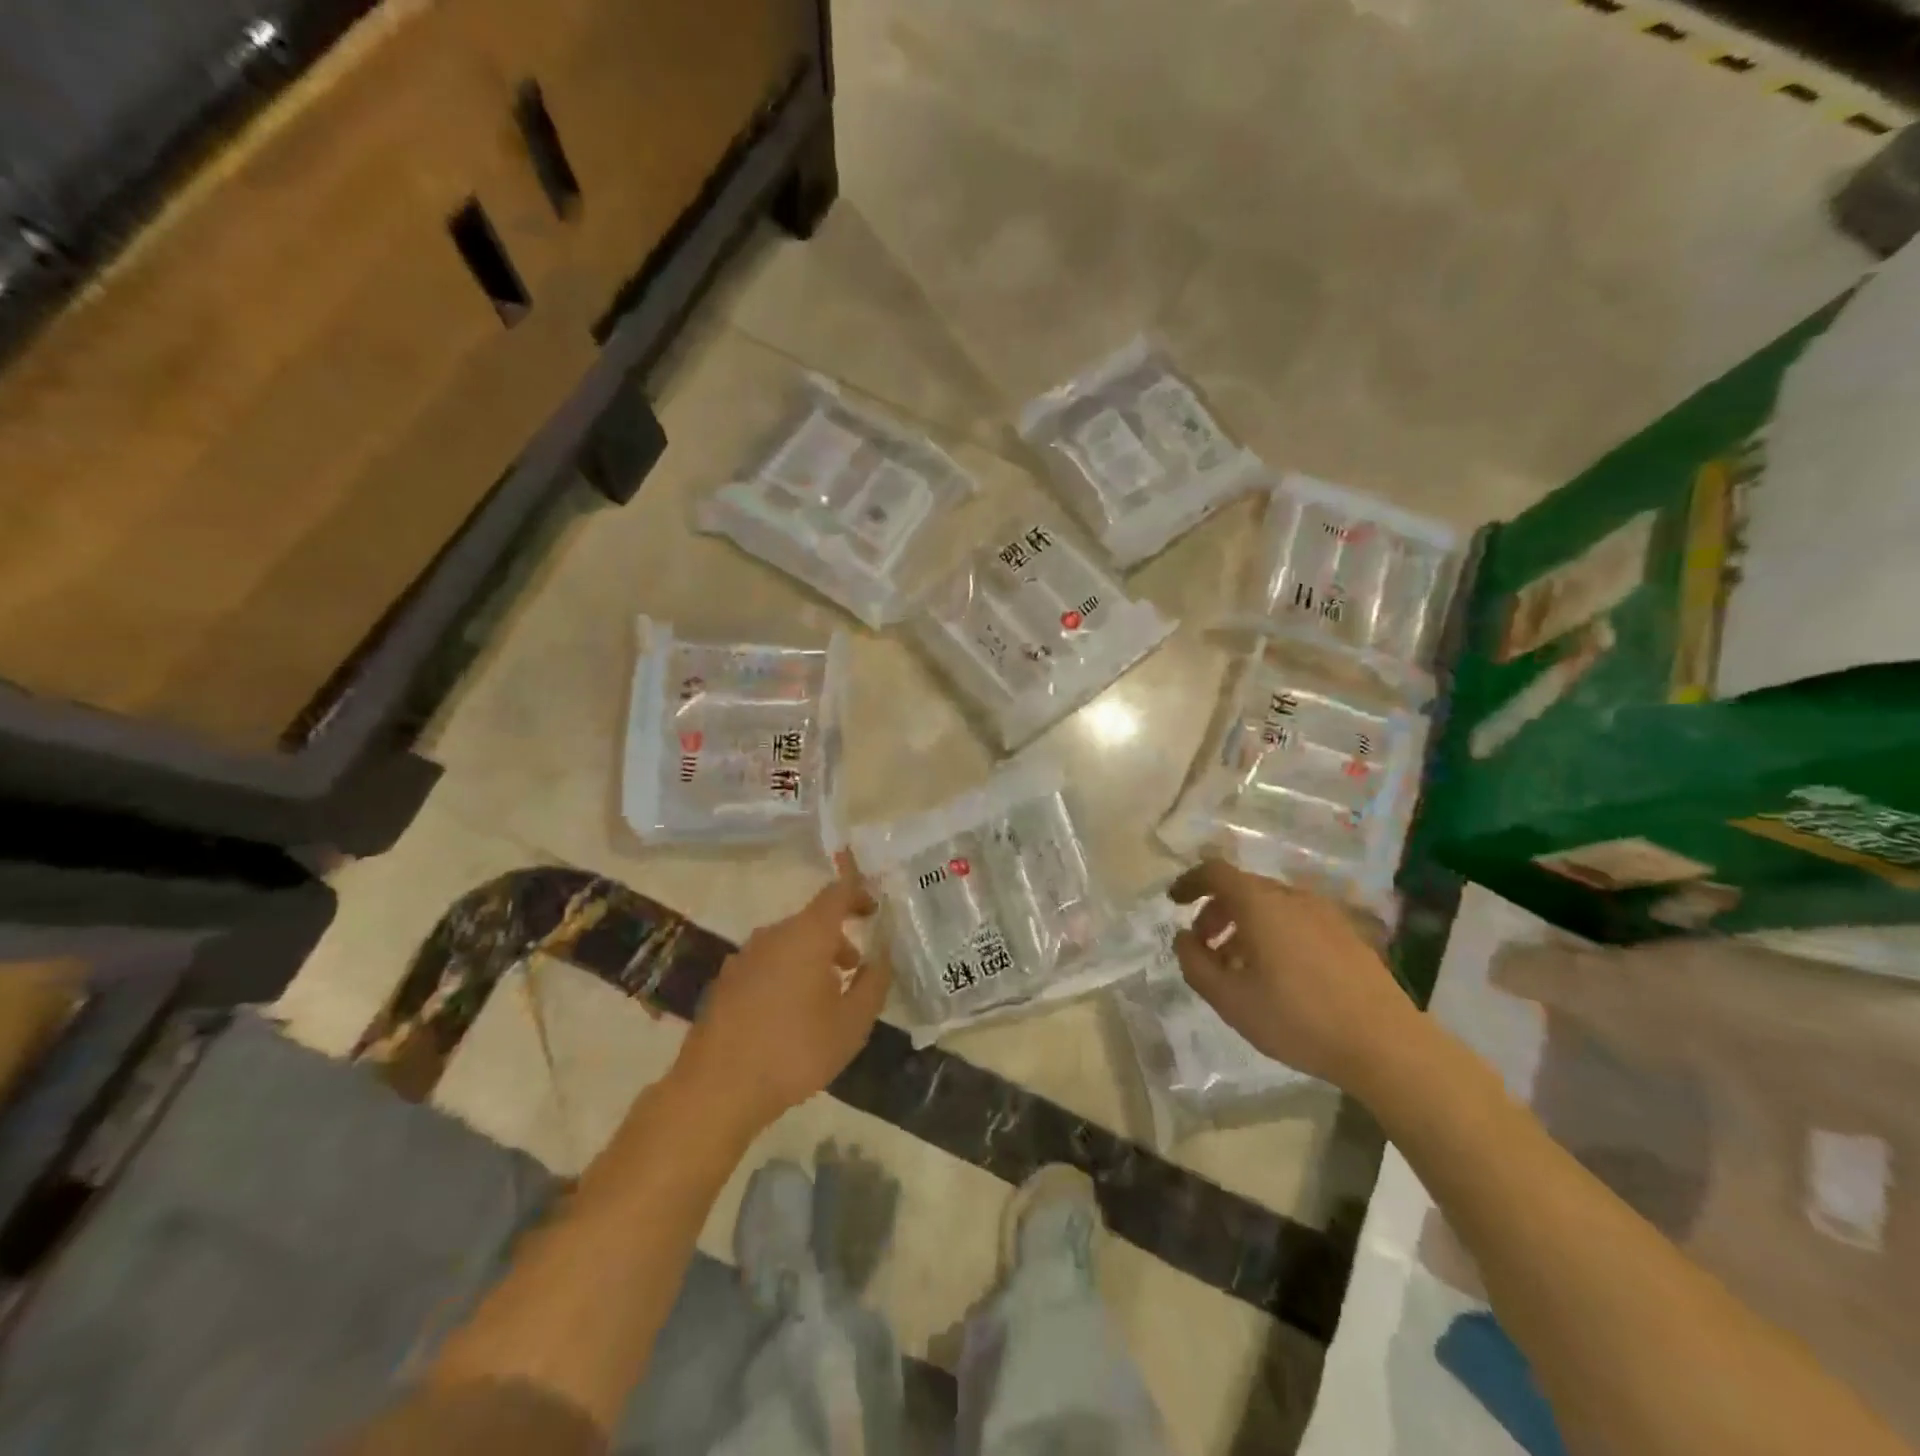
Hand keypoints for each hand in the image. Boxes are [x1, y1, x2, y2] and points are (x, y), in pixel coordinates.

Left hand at [675, 866, 889, 1132]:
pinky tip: (788, 1015)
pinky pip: (767, 964)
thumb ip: (873, 983)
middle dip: (838, 938)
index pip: (836, 893)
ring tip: (825, 998)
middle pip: (812, 921)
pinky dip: (786, 974)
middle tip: (855, 968)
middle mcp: (772, 935)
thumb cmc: (794, 1051)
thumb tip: (881, 958)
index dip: (858, 892)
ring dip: (812, 958)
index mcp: (807, 935)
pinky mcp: (725, 982)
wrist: (715, 1089)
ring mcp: (743, 957)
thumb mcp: (851, 1024)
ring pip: (788, 943)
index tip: (874, 908)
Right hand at [1168, 858, 1413, 1089]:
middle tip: (1205, 946)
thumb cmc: (1297, 1018)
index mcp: (1260, 904)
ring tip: (1239, 966)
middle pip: (1244, 888)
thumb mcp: (1230, 999)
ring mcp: (1325, 914)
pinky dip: (1274, 933)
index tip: (1174, 902)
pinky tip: (1278, 974)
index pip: (1216, 872)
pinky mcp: (1348, 934)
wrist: (1386, 1045)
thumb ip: (1195, 964)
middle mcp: (1293, 897)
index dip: (1190, 882)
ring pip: (1272, 905)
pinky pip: (1297, 920)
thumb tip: (1185, 939)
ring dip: (1245, 925)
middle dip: (1216, 911)